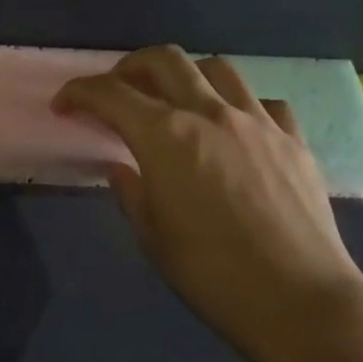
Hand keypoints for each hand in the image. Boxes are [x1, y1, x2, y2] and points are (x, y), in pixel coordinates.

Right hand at [54, 46, 362, 361]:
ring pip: (217, 69)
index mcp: (164, 136)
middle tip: (118, 89)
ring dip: (187, 75)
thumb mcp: (152, 237)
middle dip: (130, 66)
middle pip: (164, 60)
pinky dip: (240, 106)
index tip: (64, 105)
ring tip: (178, 101)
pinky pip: (263, 103)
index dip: (79, 92)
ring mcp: (257, 121)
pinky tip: (237, 129)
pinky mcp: (294, 140)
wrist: (298, 301)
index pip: (110, 94)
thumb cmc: (211, 274)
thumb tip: (122, 168)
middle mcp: (209, 113)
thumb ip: (131, 192)